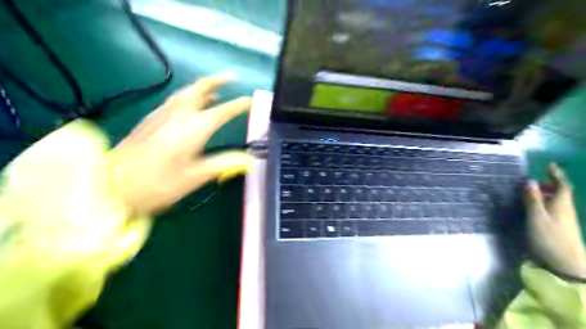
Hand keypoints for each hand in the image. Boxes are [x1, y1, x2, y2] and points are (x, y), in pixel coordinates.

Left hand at [109, 74, 253, 215]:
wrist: (112, 186)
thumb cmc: (159, 184)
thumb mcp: (196, 176)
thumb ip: (224, 163)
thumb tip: (249, 159)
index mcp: (193, 129)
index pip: (222, 112)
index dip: (238, 106)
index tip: (250, 100)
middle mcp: (178, 115)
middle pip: (198, 89)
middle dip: (216, 81)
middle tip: (231, 77)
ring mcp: (161, 115)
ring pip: (184, 92)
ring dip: (202, 87)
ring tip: (215, 91)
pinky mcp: (150, 120)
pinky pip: (174, 100)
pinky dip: (188, 96)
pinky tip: (190, 105)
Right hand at [521, 163, 585, 276]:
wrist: (566, 264)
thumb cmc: (549, 238)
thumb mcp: (536, 217)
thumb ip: (532, 199)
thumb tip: (528, 180)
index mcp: (561, 204)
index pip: (562, 185)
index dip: (556, 174)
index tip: (549, 165)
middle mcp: (565, 209)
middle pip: (560, 193)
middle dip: (548, 185)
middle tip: (532, 182)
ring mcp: (564, 220)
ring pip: (556, 202)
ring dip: (545, 195)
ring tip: (529, 194)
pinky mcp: (560, 228)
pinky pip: (553, 210)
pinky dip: (544, 204)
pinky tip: (533, 209)